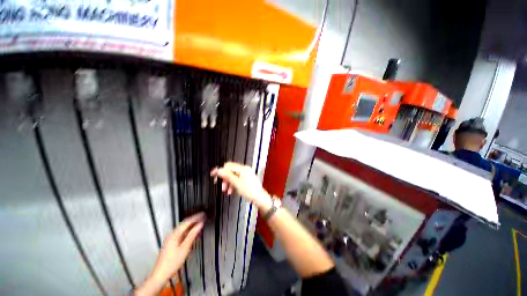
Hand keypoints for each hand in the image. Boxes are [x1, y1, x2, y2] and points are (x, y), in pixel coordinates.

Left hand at [136, 212, 204, 295]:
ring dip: (192, 227)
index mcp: (174, 234)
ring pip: (184, 229)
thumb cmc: (172, 262)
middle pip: (185, 224)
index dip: (196, 217)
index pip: (187, 221)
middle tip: (203, 219)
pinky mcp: (171, 243)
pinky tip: (193, 235)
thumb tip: (200, 225)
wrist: (161, 274)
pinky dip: (189, 233)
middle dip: (195, 221)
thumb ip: (192, 234)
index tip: (203, 215)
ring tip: (200, 226)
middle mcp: (172, 235)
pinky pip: (182, 234)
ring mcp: (171, 239)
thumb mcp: (185, 248)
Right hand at [211, 162, 271, 210]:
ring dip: (228, 183)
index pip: (228, 166)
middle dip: (225, 179)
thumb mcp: (236, 183)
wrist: (259, 198)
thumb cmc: (249, 191)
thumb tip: (218, 170)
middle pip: (230, 171)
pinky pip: (237, 180)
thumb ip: (227, 176)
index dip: (220, 170)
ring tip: (226, 191)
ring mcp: (246, 174)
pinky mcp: (247, 179)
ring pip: (233, 176)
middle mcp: (245, 169)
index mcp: (243, 168)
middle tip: (222, 186)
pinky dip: (233, 184)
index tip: (213, 175)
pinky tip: (231, 191)